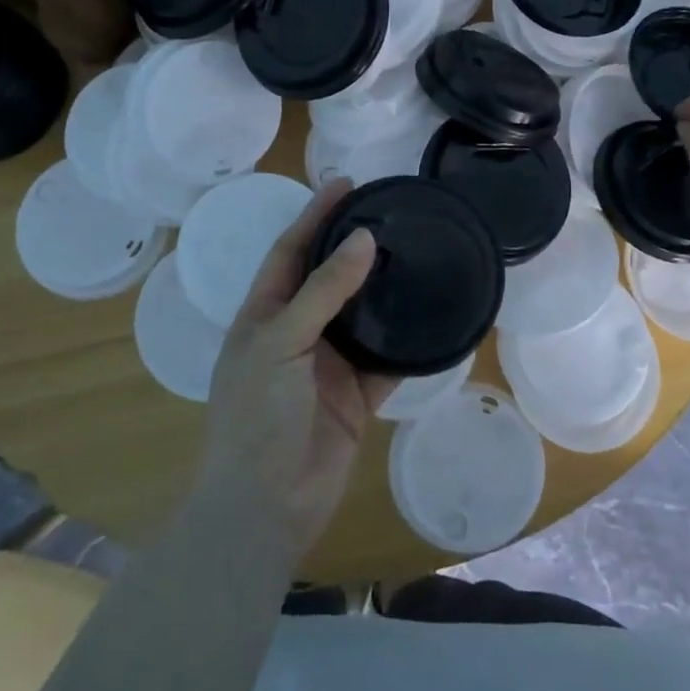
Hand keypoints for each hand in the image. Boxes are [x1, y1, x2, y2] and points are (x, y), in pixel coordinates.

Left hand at [199, 180, 397, 557]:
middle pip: (329, 277)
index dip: (315, 215)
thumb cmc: (257, 415)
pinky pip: (388, 358)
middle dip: (354, 245)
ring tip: (416, 251)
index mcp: (265, 314)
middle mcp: (296, 332)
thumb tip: (364, 238)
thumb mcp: (280, 342)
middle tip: (391, 211)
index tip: (345, 183)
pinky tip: (432, 315)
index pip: (291, 250)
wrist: (266, 507)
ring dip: (384, 288)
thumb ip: (324, 291)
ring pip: (362, 314)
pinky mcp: (356, 395)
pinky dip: (408, 341)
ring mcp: (327, 364)